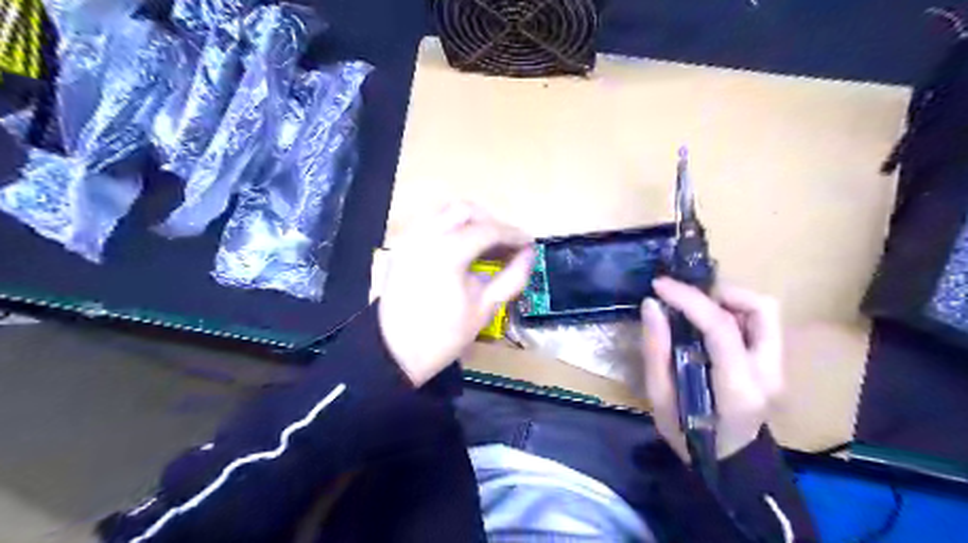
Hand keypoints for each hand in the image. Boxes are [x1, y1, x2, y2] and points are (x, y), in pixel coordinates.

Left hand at [377, 203, 532, 385]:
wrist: (395, 353)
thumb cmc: (443, 336)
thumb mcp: (485, 308)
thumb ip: (512, 277)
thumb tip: (530, 254)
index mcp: (447, 252)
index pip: (488, 230)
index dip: (513, 234)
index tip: (530, 242)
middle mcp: (425, 235)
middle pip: (465, 209)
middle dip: (491, 222)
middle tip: (507, 243)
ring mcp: (409, 238)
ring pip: (445, 212)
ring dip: (470, 222)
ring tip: (486, 245)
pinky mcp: (400, 247)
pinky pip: (429, 224)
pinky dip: (450, 229)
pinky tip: (461, 250)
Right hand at [641, 277, 780, 459]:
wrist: (729, 464)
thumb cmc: (689, 437)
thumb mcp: (660, 400)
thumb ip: (656, 351)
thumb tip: (651, 305)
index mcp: (738, 389)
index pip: (722, 328)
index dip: (689, 299)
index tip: (660, 286)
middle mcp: (769, 373)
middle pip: (761, 309)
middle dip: (720, 293)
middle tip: (685, 299)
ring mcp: (778, 368)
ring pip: (765, 310)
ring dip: (728, 300)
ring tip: (695, 309)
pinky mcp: (775, 363)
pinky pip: (759, 323)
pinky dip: (732, 313)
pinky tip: (707, 325)